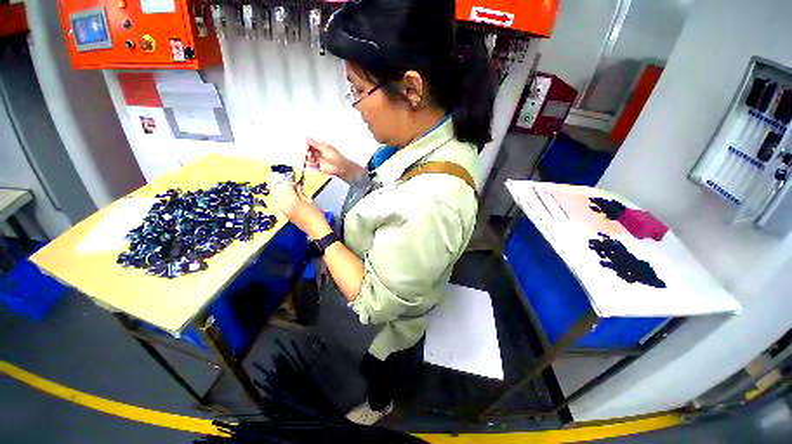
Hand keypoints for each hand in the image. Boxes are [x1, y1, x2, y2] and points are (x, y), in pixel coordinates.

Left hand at [274, 184, 331, 239]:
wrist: (315, 229)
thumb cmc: (316, 216)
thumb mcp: (311, 202)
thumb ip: (302, 194)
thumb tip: (298, 188)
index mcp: (293, 202)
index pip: (287, 188)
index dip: (291, 184)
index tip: (297, 183)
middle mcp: (285, 206)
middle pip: (280, 192)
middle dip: (286, 188)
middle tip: (293, 187)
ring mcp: (283, 211)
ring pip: (278, 198)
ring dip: (283, 194)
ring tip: (291, 193)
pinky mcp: (284, 215)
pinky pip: (279, 204)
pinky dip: (282, 200)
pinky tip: (289, 200)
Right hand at [305, 138, 362, 182]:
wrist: (340, 168)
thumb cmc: (336, 158)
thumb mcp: (325, 148)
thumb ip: (315, 144)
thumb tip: (307, 139)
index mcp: (322, 146)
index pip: (312, 143)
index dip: (308, 144)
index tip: (306, 145)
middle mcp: (320, 152)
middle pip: (309, 150)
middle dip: (307, 151)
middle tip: (308, 153)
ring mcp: (319, 159)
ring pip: (309, 157)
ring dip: (308, 158)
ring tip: (311, 159)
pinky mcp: (318, 166)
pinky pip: (311, 164)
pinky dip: (310, 164)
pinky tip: (311, 163)